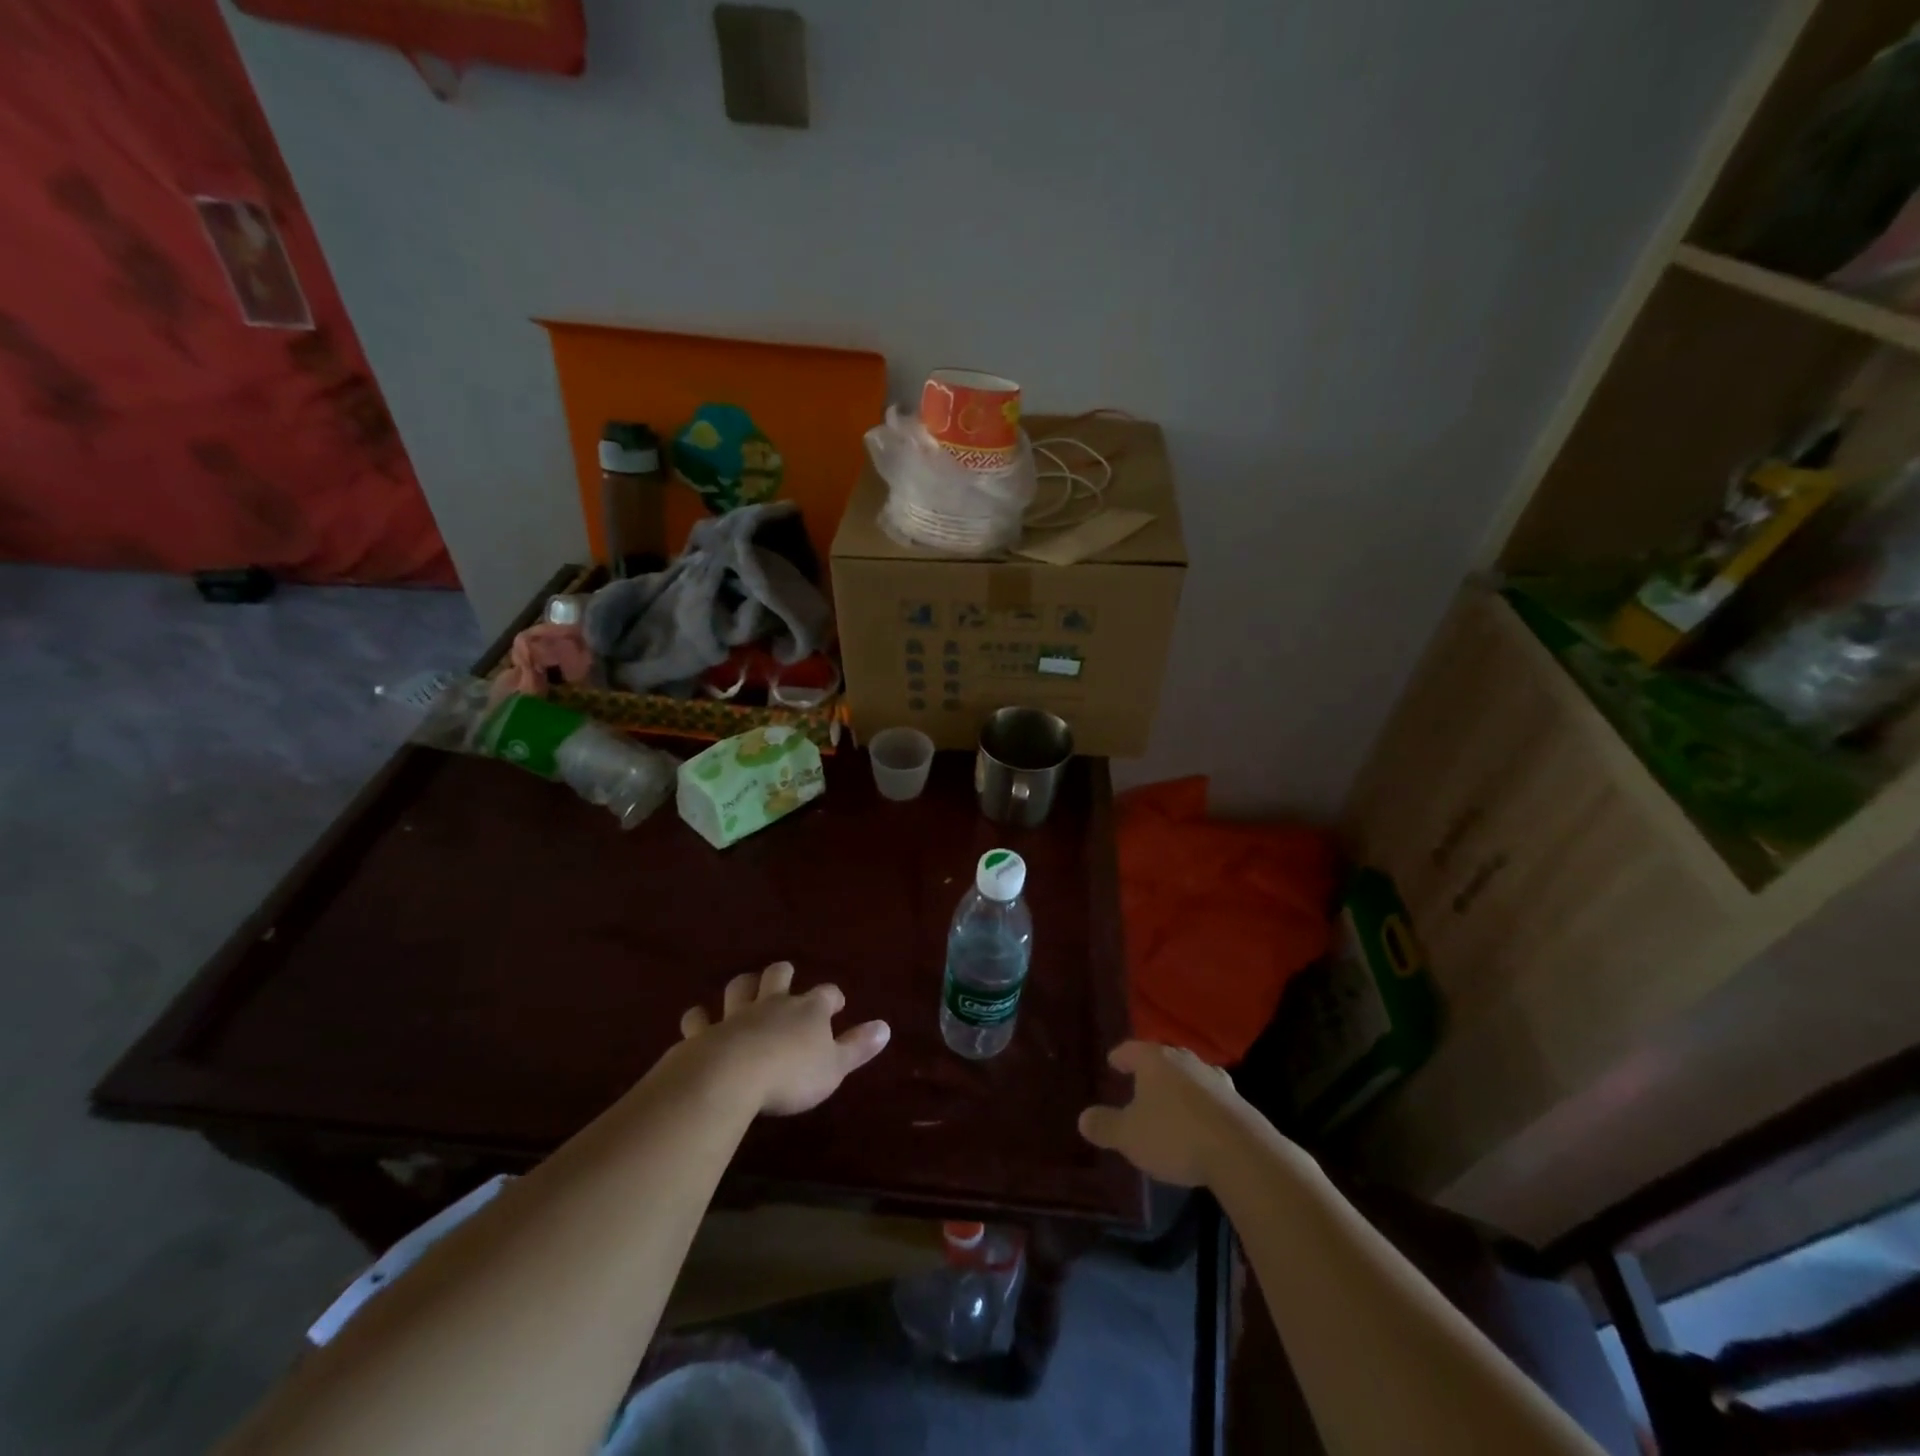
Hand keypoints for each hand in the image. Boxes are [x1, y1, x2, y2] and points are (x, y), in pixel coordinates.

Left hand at [678, 962, 890, 1116]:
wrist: (731, 1076)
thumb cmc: (791, 1074)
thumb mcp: (834, 1067)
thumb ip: (858, 1047)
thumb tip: (886, 1027)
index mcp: (808, 1011)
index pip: (826, 994)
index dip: (832, 998)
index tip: (836, 1005)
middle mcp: (773, 1004)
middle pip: (777, 976)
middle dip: (783, 974)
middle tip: (785, 975)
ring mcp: (736, 1015)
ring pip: (739, 988)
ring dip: (743, 987)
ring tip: (745, 988)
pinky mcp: (705, 1032)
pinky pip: (699, 1019)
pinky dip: (699, 1018)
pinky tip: (698, 1020)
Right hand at [1077, 1041, 1243, 1186]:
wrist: (1240, 1152)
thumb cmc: (1174, 1135)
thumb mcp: (1129, 1136)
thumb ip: (1105, 1126)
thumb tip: (1083, 1118)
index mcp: (1155, 1061)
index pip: (1132, 1049)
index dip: (1120, 1056)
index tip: (1113, 1061)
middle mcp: (1185, 1061)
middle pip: (1164, 1058)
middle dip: (1152, 1069)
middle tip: (1141, 1080)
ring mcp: (1215, 1080)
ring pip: (1191, 1075)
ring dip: (1180, 1085)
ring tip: (1172, 1099)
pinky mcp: (1238, 1102)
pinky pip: (1212, 1097)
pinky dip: (1202, 1104)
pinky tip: (1200, 1120)